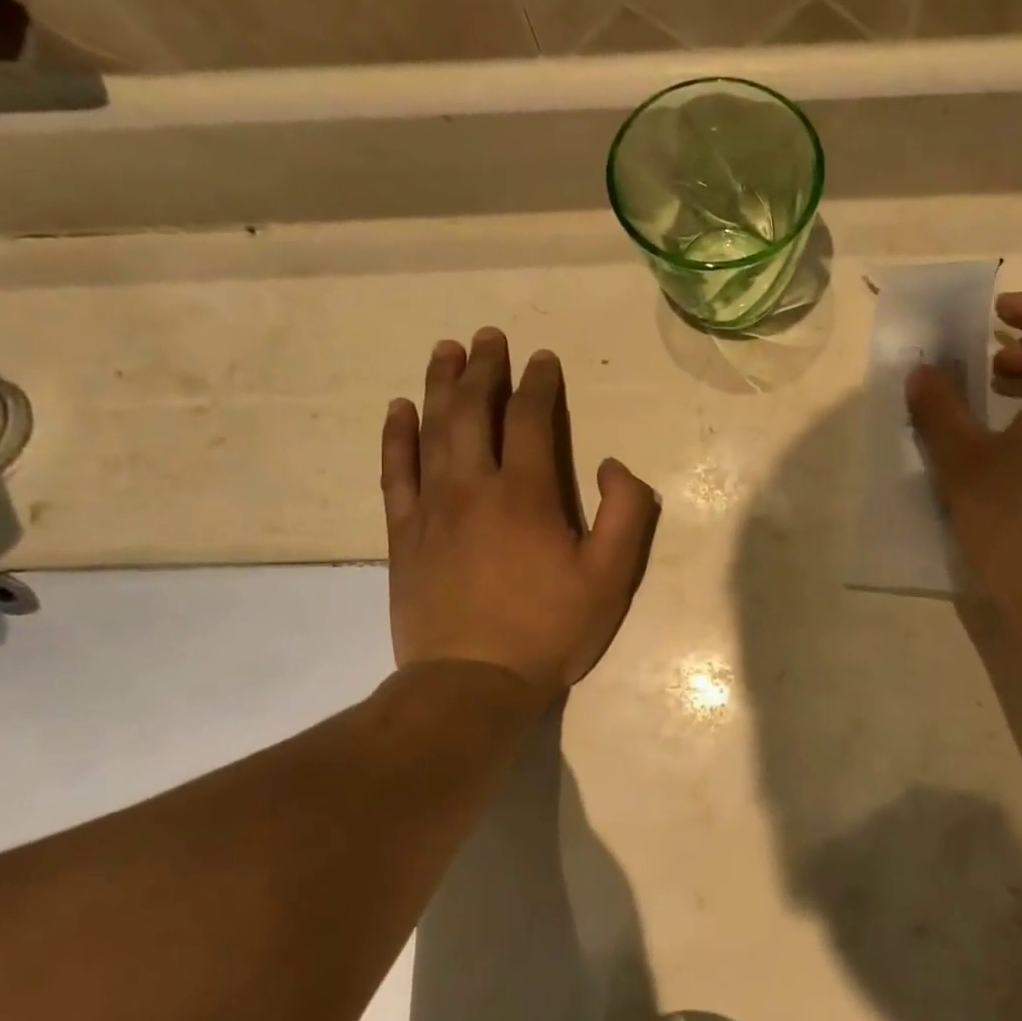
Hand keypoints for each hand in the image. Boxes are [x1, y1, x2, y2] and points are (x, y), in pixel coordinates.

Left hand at [380, 328, 659, 706]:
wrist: (471, 684)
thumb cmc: (549, 629)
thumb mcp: (611, 577)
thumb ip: (626, 513)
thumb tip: (612, 464)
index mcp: (526, 493)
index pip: (531, 419)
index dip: (539, 383)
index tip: (542, 359)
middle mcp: (474, 487)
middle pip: (474, 411)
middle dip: (483, 368)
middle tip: (487, 336)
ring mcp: (431, 508)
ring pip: (432, 431)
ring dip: (439, 386)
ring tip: (444, 350)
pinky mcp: (403, 533)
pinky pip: (395, 472)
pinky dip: (396, 437)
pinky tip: (398, 410)